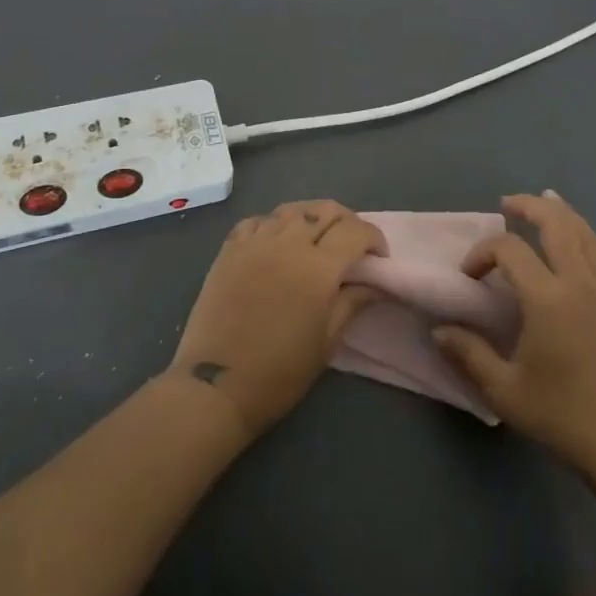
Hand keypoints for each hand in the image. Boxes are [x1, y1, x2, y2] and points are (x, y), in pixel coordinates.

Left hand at [170, 200, 385, 437]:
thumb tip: (373, 284)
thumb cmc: (279, 371)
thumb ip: (351, 303)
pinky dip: (275, 224)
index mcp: (317, 268)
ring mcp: (254, 243)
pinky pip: (258, 221)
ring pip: (291, 210)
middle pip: (325, 210)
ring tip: (317, 239)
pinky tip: (278, 243)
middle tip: (352, 245)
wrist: (216, 385)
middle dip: (347, 221)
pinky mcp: (229, 249)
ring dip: (312, 218)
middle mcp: (287, 244)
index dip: (374, 238)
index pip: (355, 231)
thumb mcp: (326, 342)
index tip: (378, 258)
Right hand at [433, 192, 595, 478]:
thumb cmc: (559, 415)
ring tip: (545, 203)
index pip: (511, 250)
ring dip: (563, 215)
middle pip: (558, 225)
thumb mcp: (504, 389)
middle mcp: (581, 284)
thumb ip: (469, 353)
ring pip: (587, 235)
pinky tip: (582, 241)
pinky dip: (590, 239)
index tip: (469, 276)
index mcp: (549, 299)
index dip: (483, 253)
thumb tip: (439, 330)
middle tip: (506, 204)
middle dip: (529, 208)